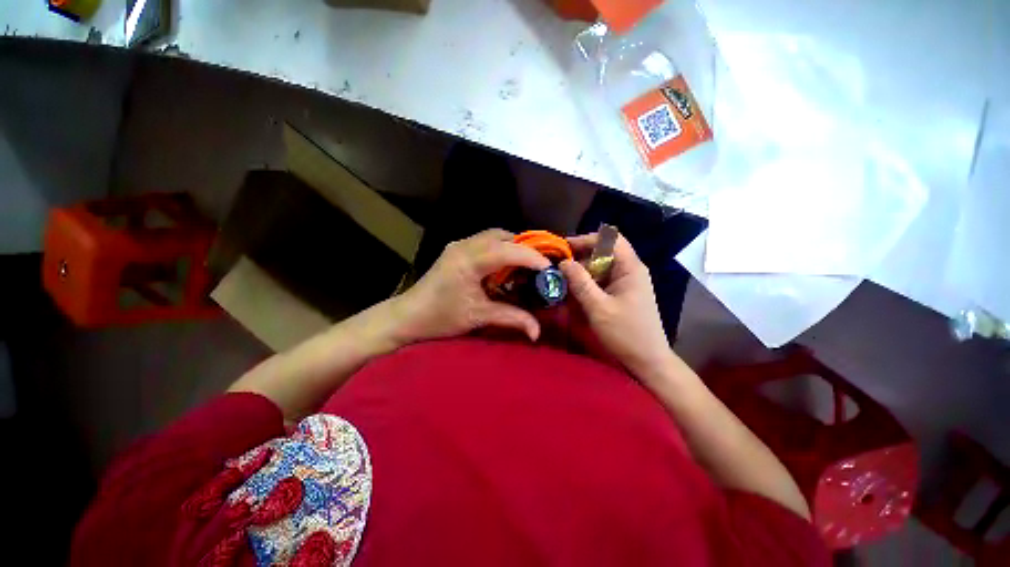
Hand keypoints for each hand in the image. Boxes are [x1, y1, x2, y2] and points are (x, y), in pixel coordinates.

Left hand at [395, 229, 551, 342]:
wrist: (408, 315)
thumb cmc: (441, 317)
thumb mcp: (478, 317)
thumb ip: (511, 319)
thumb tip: (538, 332)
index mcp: (468, 261)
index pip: (507, 250)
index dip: (531, 257)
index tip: (549, 268)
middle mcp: (464, 245)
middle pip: (502, 236)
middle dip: (524, 248)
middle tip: (539, 264)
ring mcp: (459, 245)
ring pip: (494, 236)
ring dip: (512, 246)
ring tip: (526, 264)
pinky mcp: (456, 249)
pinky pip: (485, 241)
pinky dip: (501, 249)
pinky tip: (506, 265)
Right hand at [559, 233, 671, 377]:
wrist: (648, 361)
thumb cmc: (626, 334)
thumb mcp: (598, 308)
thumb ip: (580, 283)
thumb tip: (564, 262)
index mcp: (630, 268)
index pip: (609, 239)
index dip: (587, 239)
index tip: (564, 248)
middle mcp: (629, 270)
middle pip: (603, 253)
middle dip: (580, 258)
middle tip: (559, 268)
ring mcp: (626, 282)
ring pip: (600, 268)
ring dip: (581, 273)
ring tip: (563, 282)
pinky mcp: (621, 293)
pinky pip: (601, 281)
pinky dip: (587, 285)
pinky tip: (574, 295)